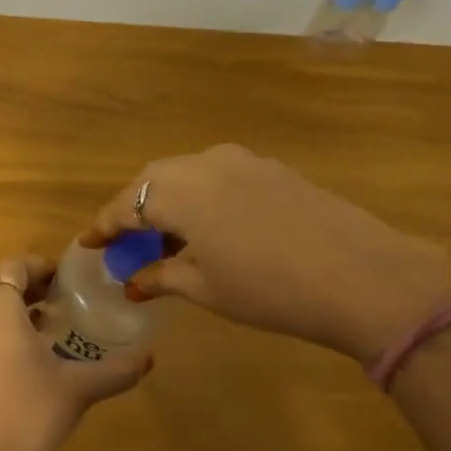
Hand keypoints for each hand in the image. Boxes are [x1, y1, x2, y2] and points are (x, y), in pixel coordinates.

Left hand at [0, 256, 152, 450]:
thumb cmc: (31, 412)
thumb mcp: (79, 387)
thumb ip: (116, 369)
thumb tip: (149, 357)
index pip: (13, 267)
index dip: (40, 266)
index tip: (67, 278)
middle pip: (1, 288)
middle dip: (33, 288)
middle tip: (67, 298)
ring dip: (21, 312)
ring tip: (56, 326)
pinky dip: (9, 333)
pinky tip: (39, 359)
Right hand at [81, 144, 450, 363]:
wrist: (362, 276)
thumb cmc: (268, 288)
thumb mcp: (206, 288)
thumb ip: (162, 276)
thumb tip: (134, 281)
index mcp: (179, 190)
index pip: (126, 204)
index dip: (104, 227)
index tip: (89, 244)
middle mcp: (205, 163)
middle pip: (153, 180)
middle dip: (133, 210)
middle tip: (125, 243)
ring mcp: (244, 161)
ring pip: (188, 175)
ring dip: (169, 202)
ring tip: (166, 240)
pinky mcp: (274, 170)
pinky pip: (220, 177)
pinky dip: (201, 198)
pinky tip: (210, 229)